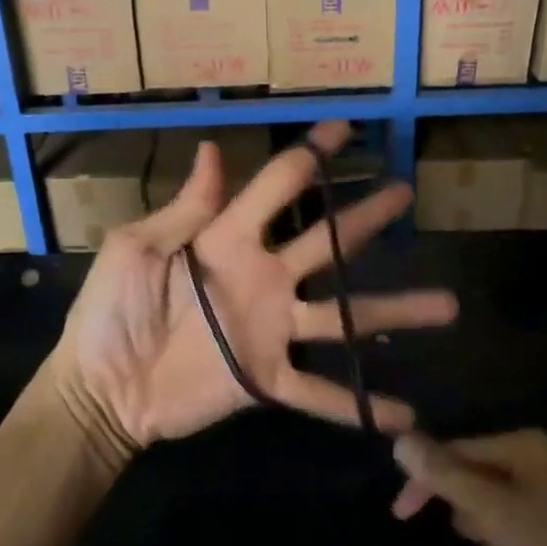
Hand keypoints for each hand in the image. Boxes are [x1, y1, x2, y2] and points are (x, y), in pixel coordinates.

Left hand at [44, 121, 457, 463]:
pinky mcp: (266, 379)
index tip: (346, 129)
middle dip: (366, 216)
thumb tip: (211, 148)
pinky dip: (358, 405)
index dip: (310, 155)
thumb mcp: (137, 248)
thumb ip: (185, 208)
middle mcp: (263, 276)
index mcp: (228, 238)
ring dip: (393, 311)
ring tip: (446, 305)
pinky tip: (404, 416)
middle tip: (406, 192)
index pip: (278, 185)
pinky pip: (319, 391)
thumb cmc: (111, 311)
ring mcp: (271, 329)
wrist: (100, 388)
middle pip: (326, 241)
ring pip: (342, 318)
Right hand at [390, 429, 546, 545]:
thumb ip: (444, 475)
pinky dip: (504, 540)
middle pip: (474, 472)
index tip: (401, 514)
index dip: (425, 478)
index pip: (455, 449)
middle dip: (462, 507)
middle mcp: (533, 454)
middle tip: (463, 539)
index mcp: (519, 443)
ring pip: (492, 499)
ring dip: (483, 527)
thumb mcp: (492, 510)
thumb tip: (400, 440)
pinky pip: (514, 518)